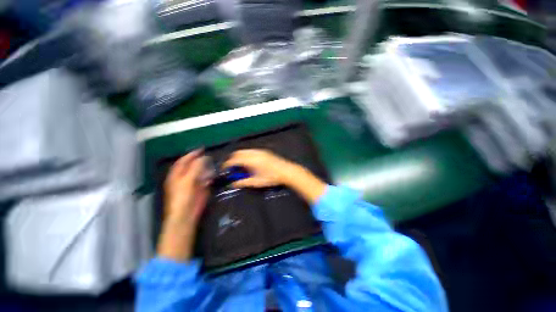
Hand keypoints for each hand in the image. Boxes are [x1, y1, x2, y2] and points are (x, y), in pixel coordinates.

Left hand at [164, 149, 210, 223]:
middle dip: (201, 161)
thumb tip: (204, 157)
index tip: (202, 149)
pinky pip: (206, 179)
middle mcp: (184, 177)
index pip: (184, 160)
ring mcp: (193, 183)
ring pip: (201, 172)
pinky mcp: (200, 188)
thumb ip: (196, 168)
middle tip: (210, 157)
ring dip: (206, 169)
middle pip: (193, 165)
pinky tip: (212, 177)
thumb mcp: (188, 180)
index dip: (192, 154)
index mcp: (177, 174)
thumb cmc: (183, 197)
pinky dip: (209, 177)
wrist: (186, 214)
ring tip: (212, 166)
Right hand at [223, 149, 326, 203]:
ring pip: (244, 151)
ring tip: (239, 166)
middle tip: (232, 168)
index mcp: (251, 161)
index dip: (227, 165)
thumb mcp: (256, 182)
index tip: (225, 170)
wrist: (286, 171)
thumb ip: (243, 182)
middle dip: (232, 159)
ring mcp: (259, 151)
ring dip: (239, 157)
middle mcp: (254, 153)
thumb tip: (233, 183)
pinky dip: (245, 155)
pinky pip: (250, 151)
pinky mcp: (263, 151)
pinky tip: (248, 163)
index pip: (234, 160)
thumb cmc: (271, 178)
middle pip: (237, 153)